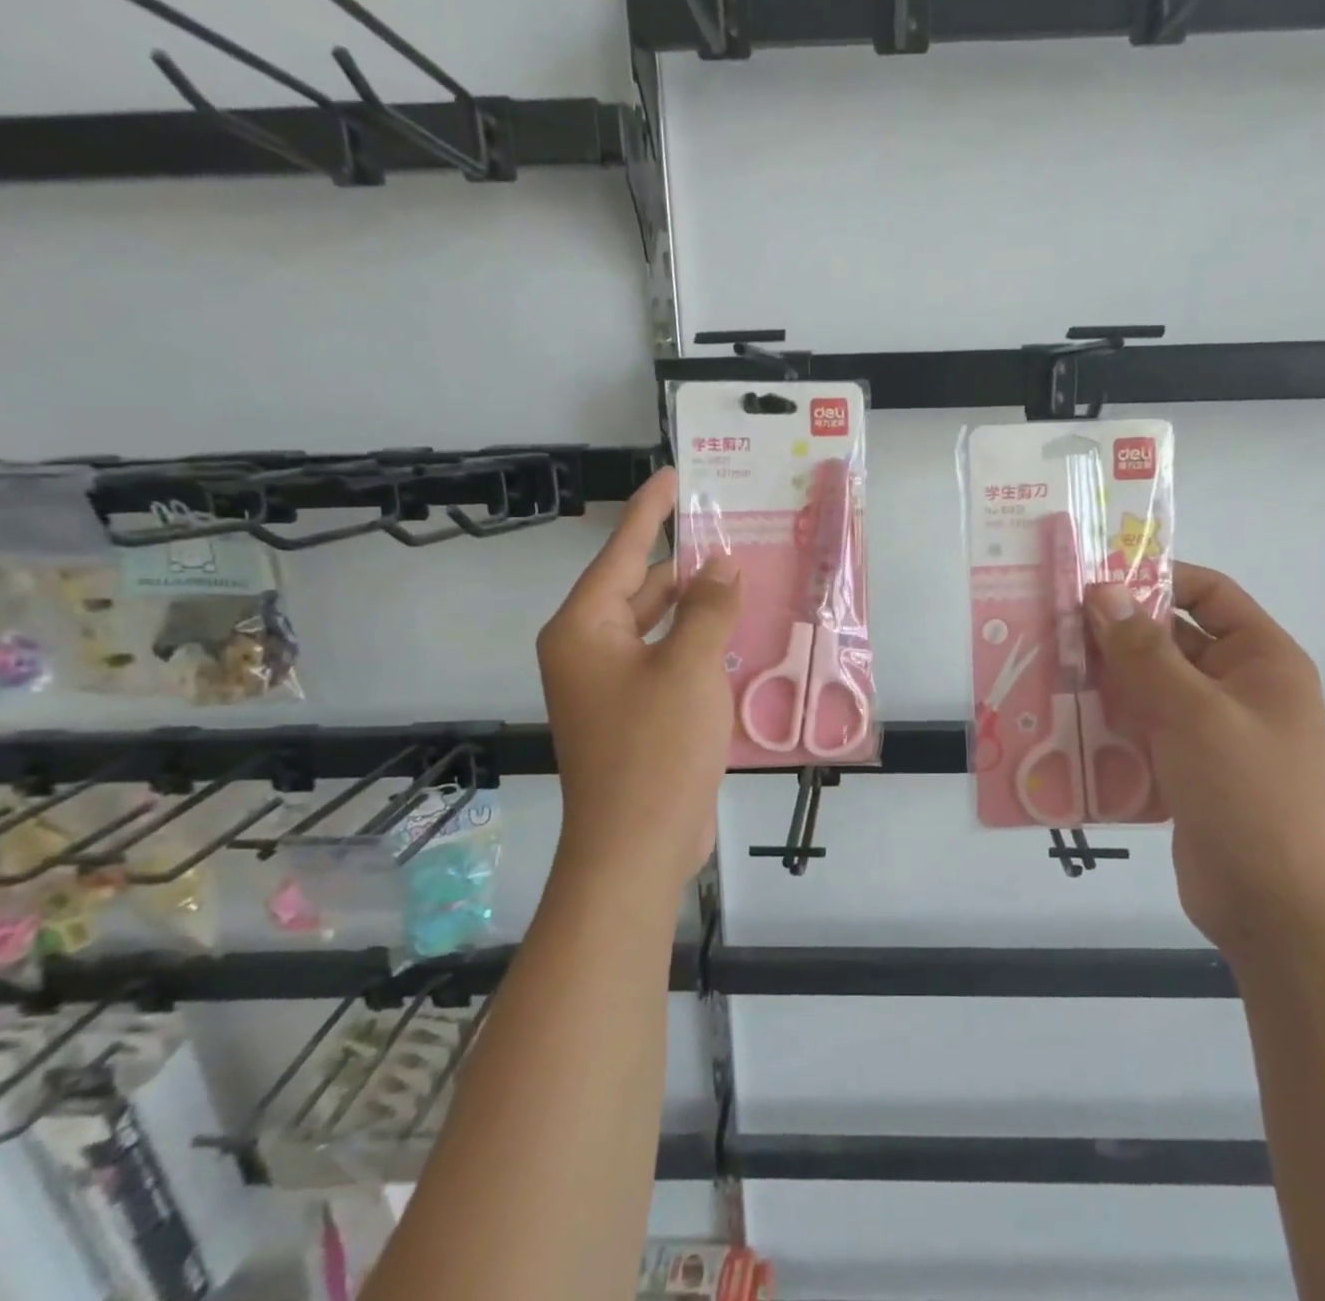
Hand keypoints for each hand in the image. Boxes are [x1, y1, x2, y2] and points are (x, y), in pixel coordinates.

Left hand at [536, 468, 741, 893]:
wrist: (636, 848)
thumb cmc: (655, 748)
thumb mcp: (689, 667)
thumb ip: (708, 608)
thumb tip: (720, 567)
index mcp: (583, 629)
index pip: (620, 552)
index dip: (650, 511)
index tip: (674, 475)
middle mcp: (588, 651)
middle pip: (638, 589)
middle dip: (682, 564)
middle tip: (728, 533)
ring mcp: (610, 687)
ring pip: (656, 628)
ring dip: (695, 608)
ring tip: (741, 578)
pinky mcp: (634, 716)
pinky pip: (667, 662)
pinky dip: (696, 646)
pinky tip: (735, 637)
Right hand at [1085, 565, 1324, 959]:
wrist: (1278, 910)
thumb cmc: (1249, 795)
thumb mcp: (1194, 712)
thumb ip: (1143, 651)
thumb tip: (1102, 590)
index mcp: (1261, 659)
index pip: (1208, 593)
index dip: (1155, 578)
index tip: (1093, 579)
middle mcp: (1238, 687)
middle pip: (1170, 639)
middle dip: (1115, 633)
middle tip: (1052, 625)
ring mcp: (1210, 731)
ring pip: (1149, 686)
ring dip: (1104, 679)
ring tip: (1046, 668)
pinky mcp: (1185, 769)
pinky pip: (1141, 729)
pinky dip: (1107, 722)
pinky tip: (1061, 721)